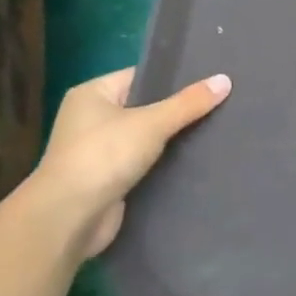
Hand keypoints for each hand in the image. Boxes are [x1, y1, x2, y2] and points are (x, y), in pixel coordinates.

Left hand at [31, 68, 230, 259]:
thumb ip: (189, 103)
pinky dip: (167, 163)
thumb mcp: (152, 123)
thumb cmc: (103, 156)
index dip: (176, 78)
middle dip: (180, 110)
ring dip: (175, 139)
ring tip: (218, 130)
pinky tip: (198, 160)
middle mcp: (92, 118)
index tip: (212, 80)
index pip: (142, 76)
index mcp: (93, 94)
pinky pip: (146, 162)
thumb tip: (225, 80)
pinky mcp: (110, 179)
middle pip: (147, 107)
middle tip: (222, 104)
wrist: (69, 218)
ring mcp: (99, 151)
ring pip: (148, 137)